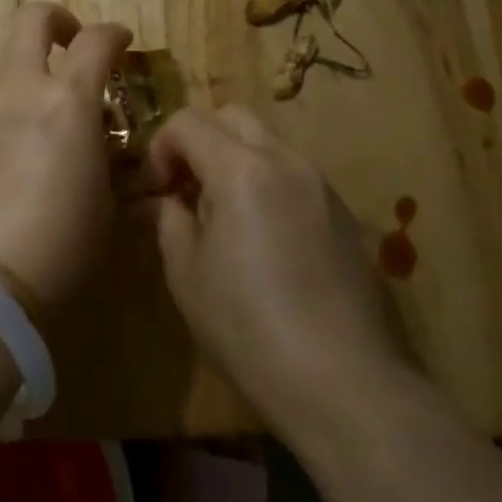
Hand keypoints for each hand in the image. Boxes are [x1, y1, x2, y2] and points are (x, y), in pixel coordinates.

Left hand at [0, 4, 132, 305]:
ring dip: (33, 77)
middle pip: (31, 19)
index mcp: (67, 101)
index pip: (96, 39)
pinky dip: (11, 115)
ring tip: (51, 127)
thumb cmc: (60, 246)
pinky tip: (19, 163)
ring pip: (9, 68)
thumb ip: (110, 164)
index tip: (124, 43)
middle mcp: (20, 91)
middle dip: (58, 20)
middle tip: (74, 47)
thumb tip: (108, 150)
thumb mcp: (106, 208)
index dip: (115, 33)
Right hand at [145, 105, 406, 427]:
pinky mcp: (345, 215)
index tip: (156, 191)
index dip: (160, 148)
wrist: (345, 384)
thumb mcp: (187, 275)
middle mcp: (285, 162)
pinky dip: (267, 183)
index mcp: (241, 169)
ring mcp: (321, 186)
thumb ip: (170, 221)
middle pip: (233, 117)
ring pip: (268, 143)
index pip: (187, 122)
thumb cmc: (249, 328)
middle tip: (186, 189)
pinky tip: (265, 240)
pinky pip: (294, 175)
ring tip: (224, 216)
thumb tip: (164, 202)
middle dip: (200, 140)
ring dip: (235, 160)